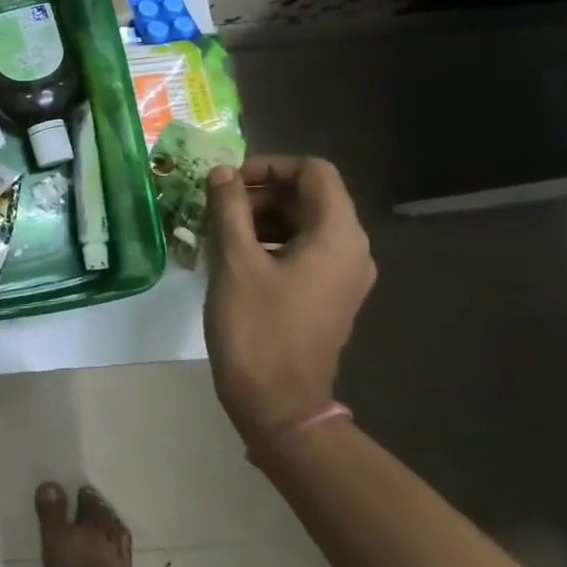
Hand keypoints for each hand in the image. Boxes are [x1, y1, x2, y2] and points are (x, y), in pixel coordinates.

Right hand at [203, 156, 376, 443]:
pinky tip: (233, 259)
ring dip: (260, 218)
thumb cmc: (256, 326)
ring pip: (303, 224)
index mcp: (337, 236)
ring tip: (217, 233)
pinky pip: (302, 251)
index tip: (228, 183)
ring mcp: (342, 276)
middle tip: (215, 208)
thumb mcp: (234, 261)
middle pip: (309, 197)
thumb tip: (222, 173)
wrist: (278, 400)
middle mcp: (351, 250)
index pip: (314, 172)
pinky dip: (269, 243)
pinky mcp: (327, 295)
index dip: (269, 166)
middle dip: (260, 193)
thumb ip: (229, 209)